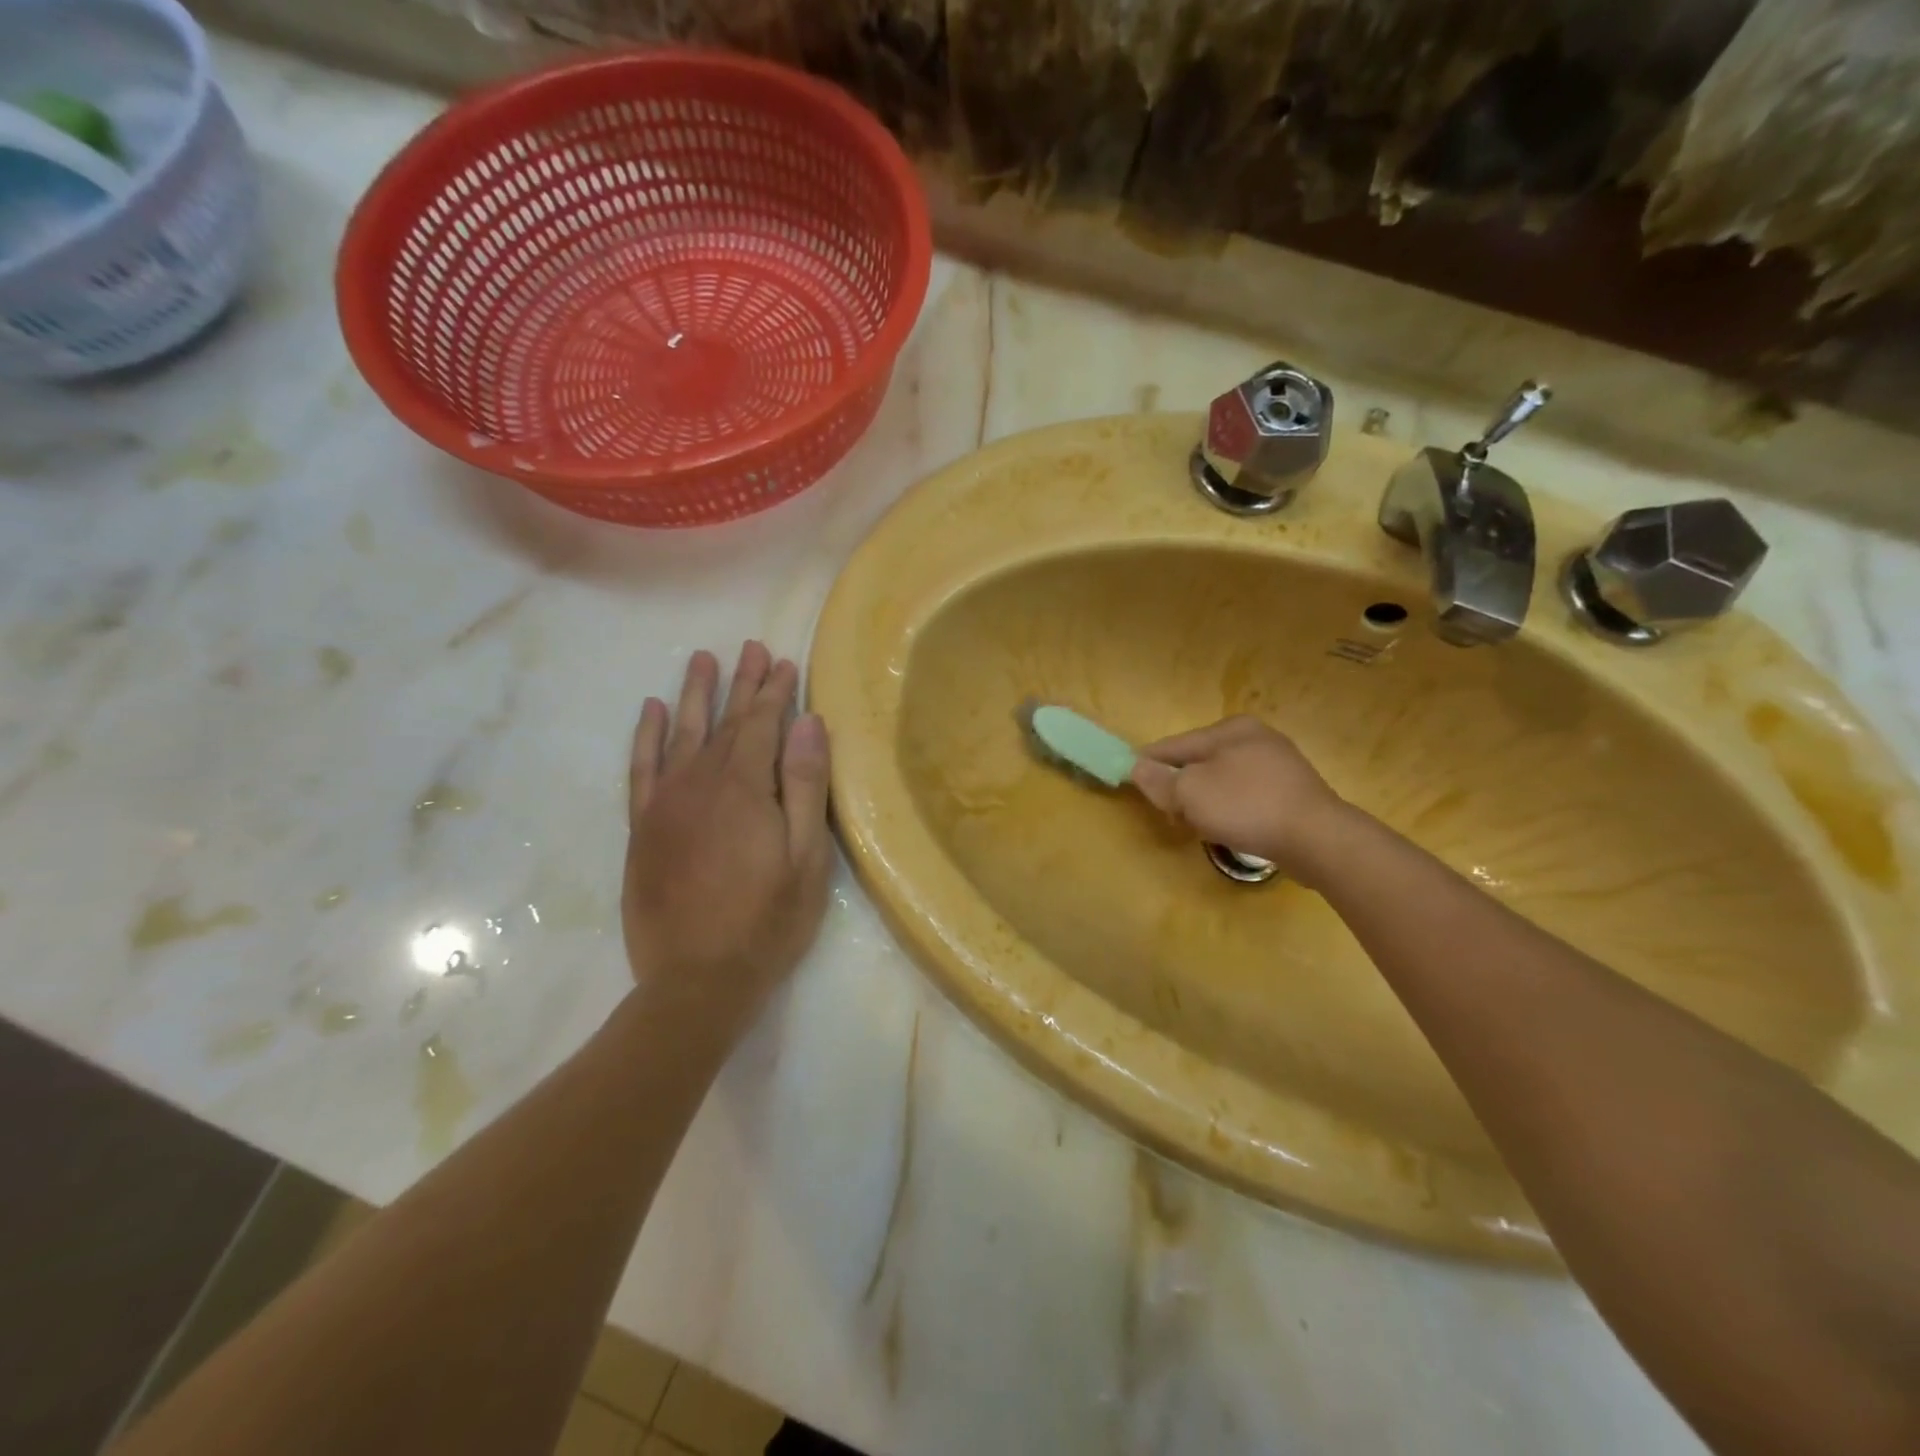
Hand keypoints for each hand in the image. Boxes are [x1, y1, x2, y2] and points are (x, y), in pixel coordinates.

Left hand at [623, 643, 832, 1051]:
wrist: (695, 980)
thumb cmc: (767, 921)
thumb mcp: (806, 858)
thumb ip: (806, 786)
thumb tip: (809, 723)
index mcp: (745, 788)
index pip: (762, 724)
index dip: (775, 692)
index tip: (785, 662)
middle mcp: (700, 782)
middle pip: (724, 721)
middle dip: (741, 684)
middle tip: (750, 649)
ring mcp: (665, 803)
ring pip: (680, 733)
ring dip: (693, 695)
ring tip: (702, 661)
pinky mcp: (642, 827)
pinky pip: (641, 768)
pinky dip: (644, 736)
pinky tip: (649, 711)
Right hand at [1129, 715, 1348, 878]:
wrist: (1318, 839)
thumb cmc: (1247, 806)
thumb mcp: (1190, 793)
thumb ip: (1159, 781)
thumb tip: (1138, 767)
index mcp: (1230, 728)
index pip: (1174, 745)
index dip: (1149, 764)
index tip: (1132, 783)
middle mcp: (1255, 737)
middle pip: (1198, 761)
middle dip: (1181, 787)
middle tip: (1173, 815)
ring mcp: (1278, 764)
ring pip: (1222, 780)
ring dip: (1205, 801)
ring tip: (1202, 826)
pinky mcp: (1293, 791)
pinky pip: (1246, 795)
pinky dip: (1232, 809)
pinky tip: (1232, 828)